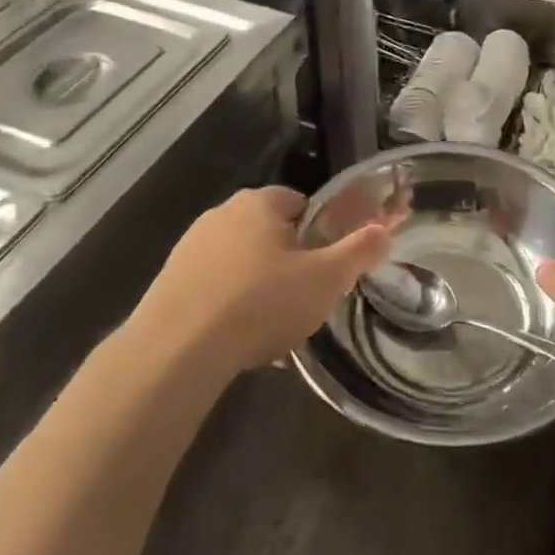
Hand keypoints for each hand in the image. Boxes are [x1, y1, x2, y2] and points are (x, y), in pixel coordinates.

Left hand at [135, 186, 389, 373]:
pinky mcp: (168, 282)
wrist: (177, 351)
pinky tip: (238, 341)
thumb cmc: (261, 303)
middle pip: (269, 233)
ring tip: (272, 329)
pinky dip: (229, 307)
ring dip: (258, 287)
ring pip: (240, 263)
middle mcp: (221, 214)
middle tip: (304, 299)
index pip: (300, 203)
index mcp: (259, 203)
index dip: (319, 233)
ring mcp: (189, 248)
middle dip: (288, 262)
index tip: (326, 267)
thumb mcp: (326, 279)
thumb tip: (386, 228)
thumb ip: (359, 251)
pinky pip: (213, 288)